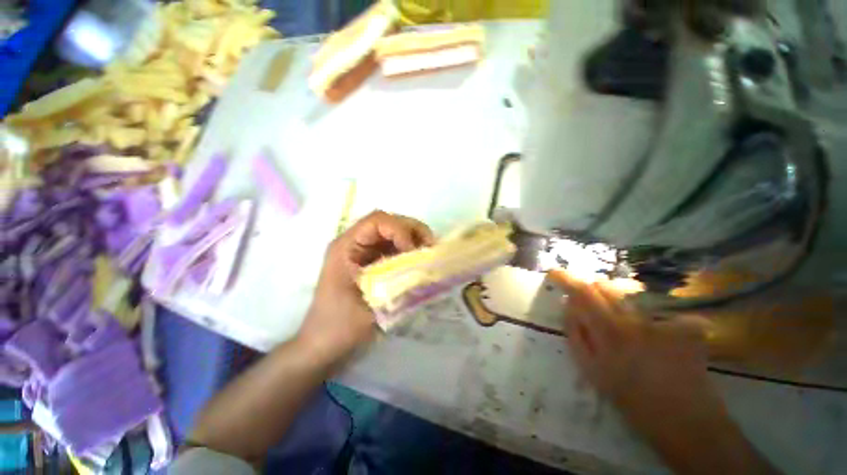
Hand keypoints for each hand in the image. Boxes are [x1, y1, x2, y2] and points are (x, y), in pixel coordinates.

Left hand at [297, 210, 433, 364]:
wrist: (322, 343)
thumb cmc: (338, 327)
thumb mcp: (370, 307)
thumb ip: (399, 288)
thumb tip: (428, 272)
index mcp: (346, 247)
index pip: (378, 221)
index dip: (401, 231)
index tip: (414, 253)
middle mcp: (355, 243)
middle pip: (389, 222)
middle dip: (413, 232)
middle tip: (430, 249)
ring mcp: (364, 252)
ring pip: (394, 233)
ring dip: (414, 240)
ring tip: (428, 256)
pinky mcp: (372, 262)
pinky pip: (394, 248)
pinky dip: (410, 252)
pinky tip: (419, 263)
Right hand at [550, 269, 722, 434]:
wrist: (686, 423)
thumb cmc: (632, 400)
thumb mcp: (591, 370)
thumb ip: (575, 333)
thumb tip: (568, 305)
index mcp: (609, 331)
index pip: (583, 292)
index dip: (566, 278)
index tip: (554, 273)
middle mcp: (637, 320)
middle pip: (606, 286)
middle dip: (591, 289)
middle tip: (589, 304)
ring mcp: (665, 321)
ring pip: (630, 293)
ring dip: (616, 299)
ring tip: (621, 322)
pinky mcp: (687, 325)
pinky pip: (658, 307)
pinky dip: (648, 314)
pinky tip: (655, 334)